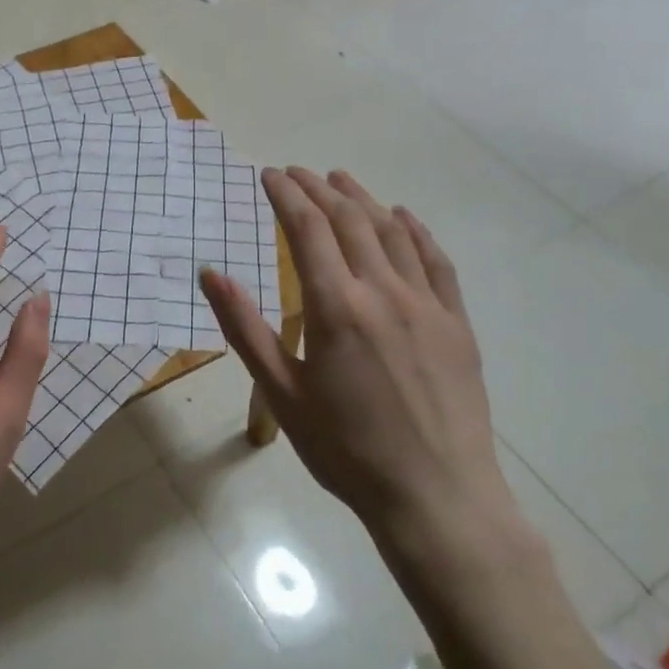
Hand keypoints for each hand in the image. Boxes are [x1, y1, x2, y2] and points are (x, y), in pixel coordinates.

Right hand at [200, 168, 521, 570]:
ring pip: (393, 233)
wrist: (436, 496)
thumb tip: (211, 274)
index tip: (269, 174)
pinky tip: (403, 218)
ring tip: (340, 180)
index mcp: (337, 308)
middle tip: (296, 172)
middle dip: (319, 189)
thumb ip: (245, 328)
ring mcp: (427, 305)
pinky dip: (415, 231)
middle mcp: (384, 292)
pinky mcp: (456, 324)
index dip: (286, 195)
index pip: (307, 230)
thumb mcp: (281, 392)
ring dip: (363, 200)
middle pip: (349, 221)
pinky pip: (437, 262)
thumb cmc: (346, 449)